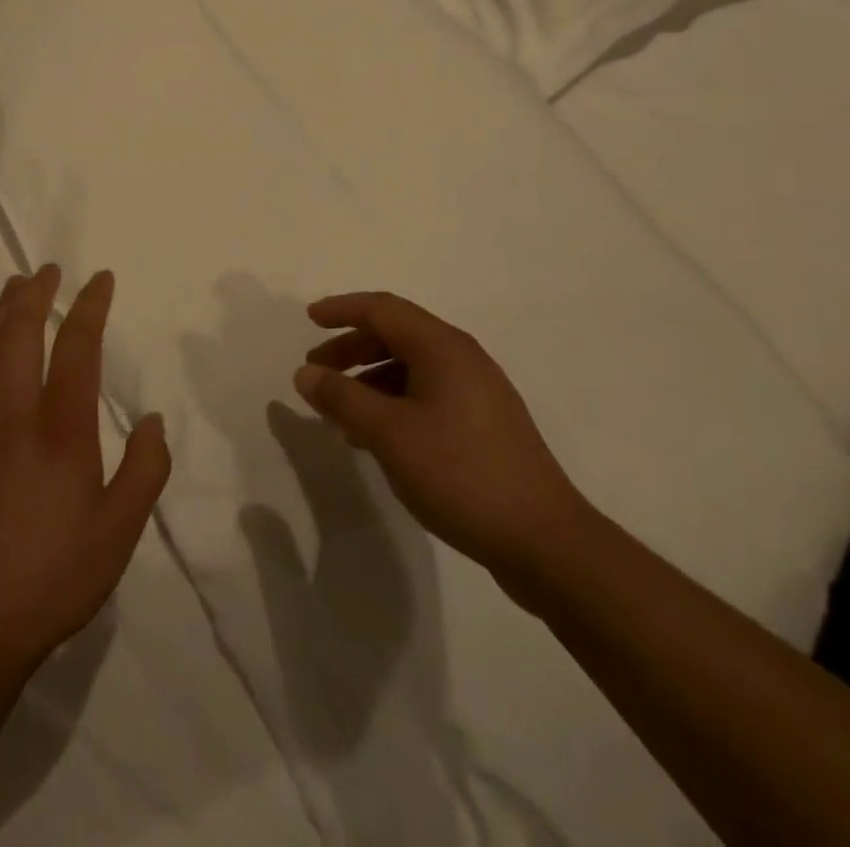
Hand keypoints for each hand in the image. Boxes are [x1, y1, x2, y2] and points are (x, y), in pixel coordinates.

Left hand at [0, 265, 170, 678]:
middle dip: (35, 294)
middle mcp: (13, 416)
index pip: (76, 347)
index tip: (100, 279)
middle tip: (47, 270)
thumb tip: (154, 420)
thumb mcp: (120, 531)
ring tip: (12, 291)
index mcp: (61, 430)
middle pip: (19, 334)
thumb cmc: (53, 577)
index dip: (89, 305)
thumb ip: (145, 469)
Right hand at [297, 291, 591, 603]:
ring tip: (339, 414)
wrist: (543, 541)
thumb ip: (342, 398)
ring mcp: (477, 393)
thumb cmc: (460, 473)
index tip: (309, 319)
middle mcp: (462, 359)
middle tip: (316, 373)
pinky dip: (393, 404)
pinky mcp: (484, 425)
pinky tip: (376, 438)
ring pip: (410, 369)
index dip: (342, 309)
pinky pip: (426, 396)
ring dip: (369, 381)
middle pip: (396, 336)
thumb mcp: (389, 434)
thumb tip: (306, 373)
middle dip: (351, 349)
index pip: (383, 309)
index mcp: (442, 348)